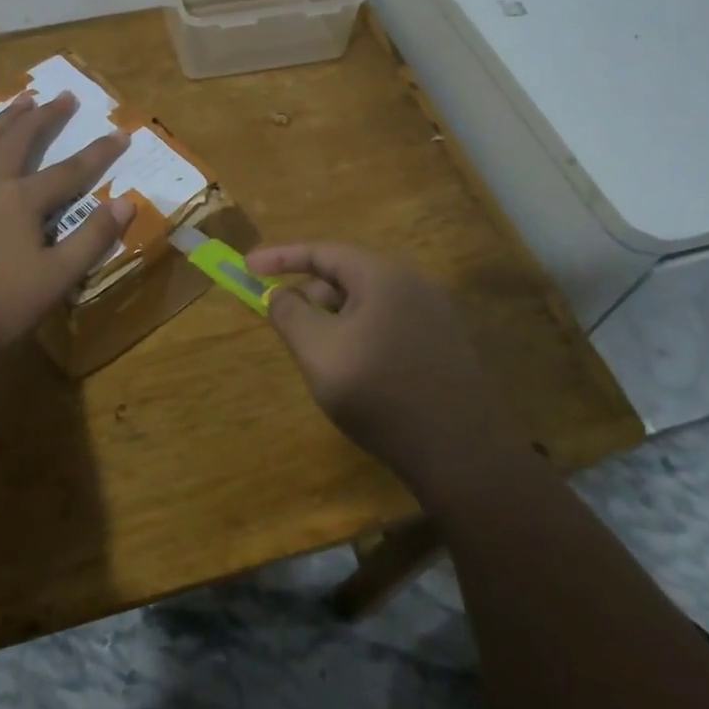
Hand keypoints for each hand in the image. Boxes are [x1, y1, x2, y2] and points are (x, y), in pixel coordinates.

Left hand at [0, 92, 136, 356]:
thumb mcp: (57, 277)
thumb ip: (93, 238)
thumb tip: (126, 202)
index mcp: (22, 200)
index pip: (70, 171)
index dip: (99, 153)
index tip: (120, 132)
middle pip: (21, 140)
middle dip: (46, 117)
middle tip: (64, 97)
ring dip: (6, 117)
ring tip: (23, 98)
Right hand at [244, 242, 524, 487]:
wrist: (461, 456)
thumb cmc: (380, 396)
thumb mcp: (318, 352)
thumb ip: (290, 314)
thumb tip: (280, 294)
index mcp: (383, 277)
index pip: (323, 252)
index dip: (281, 257)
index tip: (248, 266)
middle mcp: (413, 285)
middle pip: (346, 276)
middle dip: (308, 294)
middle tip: (282, 321)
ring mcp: (433, 315)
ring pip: (366, 303)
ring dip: (332, 318)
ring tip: (315, 353)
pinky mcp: (443, 345)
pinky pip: (388, 324)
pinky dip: (358, 334)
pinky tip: (352, 370)